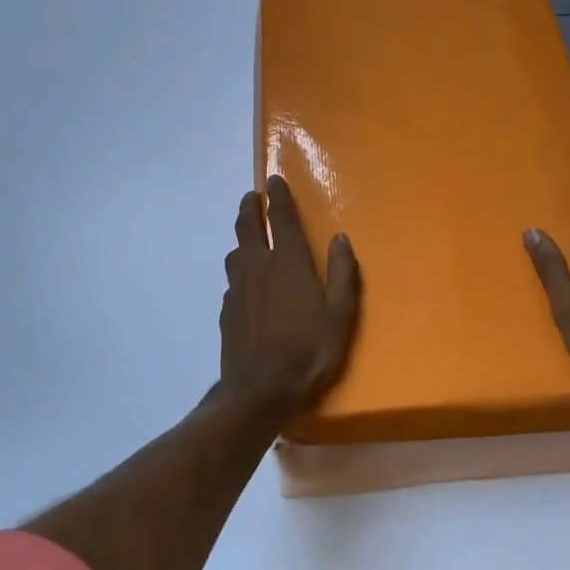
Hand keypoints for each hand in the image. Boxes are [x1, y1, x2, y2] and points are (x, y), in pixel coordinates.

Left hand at [218, 175, 360, 416]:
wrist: (259, 390)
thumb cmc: (309, 350)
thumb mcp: (340, 314)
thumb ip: (342, 273)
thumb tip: (340, 238)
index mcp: (289, 263)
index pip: (281, 218)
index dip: (278, 196)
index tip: (273, 180)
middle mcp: (258, 267)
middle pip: (247, 227)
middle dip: (249, 208)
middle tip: (252, 198)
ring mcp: (238, 289)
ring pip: (235, 253)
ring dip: (241, 239)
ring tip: (249, 239)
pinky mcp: (226, 311)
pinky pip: (231, 282)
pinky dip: (239, 273)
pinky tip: (245, 286)